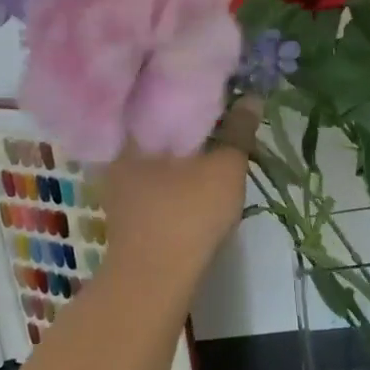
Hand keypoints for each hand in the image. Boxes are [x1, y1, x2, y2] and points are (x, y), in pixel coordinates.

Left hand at [94, 98, 260, 283]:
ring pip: (156, 154)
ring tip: (212, 142)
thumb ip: (238, 131)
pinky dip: (174, 172)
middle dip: (186, 120)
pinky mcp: (126, 211)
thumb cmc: (187, 214)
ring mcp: (118, 186)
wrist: (154, 280)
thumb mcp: (225, 168)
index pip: (161, 95)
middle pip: (157, 126)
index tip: (216, 89)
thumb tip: (251, 96)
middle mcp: (118, 153)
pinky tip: (194, 177)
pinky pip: (154, 177)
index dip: (190, 89)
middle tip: (219, 114)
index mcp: (133, 132)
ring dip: (182, 149)